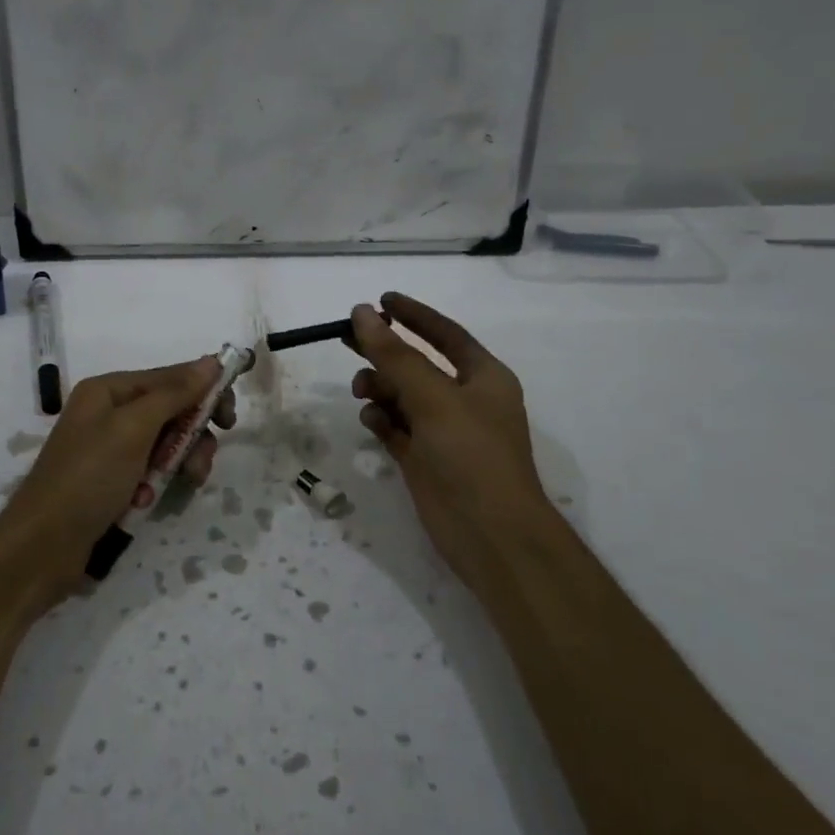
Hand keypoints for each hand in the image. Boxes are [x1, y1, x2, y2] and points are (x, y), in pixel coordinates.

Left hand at [0, 357, 236, 606]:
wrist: (42, 546)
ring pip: (167, 443)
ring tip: (184, 485)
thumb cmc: (88, 477)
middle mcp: (110, 413)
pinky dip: (159, 483)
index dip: (204, 390)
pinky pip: (152, 471)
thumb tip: (211, 361)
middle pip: (172, 411)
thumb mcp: (133, 429)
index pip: (170, 377)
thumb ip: (174, 393)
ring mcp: (112, 449)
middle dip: (193, 434)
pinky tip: (152, 501)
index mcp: (110, 390)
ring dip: (181, 462)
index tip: (231, 417)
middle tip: (203, 460)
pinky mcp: (114, 481)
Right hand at [350, 293, 549, 587]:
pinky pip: (395, 426)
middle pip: (416, 363)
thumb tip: (362, 312)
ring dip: (379, 388)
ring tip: (362, 392)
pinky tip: (371, 421)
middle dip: (384, 351)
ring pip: (401, 396)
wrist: (490, 534)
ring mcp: (442, 431)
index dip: (414, 315)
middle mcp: (463, 399)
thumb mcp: (433, 397)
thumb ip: (394, 355)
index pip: (445, 334)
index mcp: (483, 377)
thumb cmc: (471, 455)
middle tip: (345, 336)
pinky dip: (381, 420)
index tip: (381, 299)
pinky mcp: (423, 458)